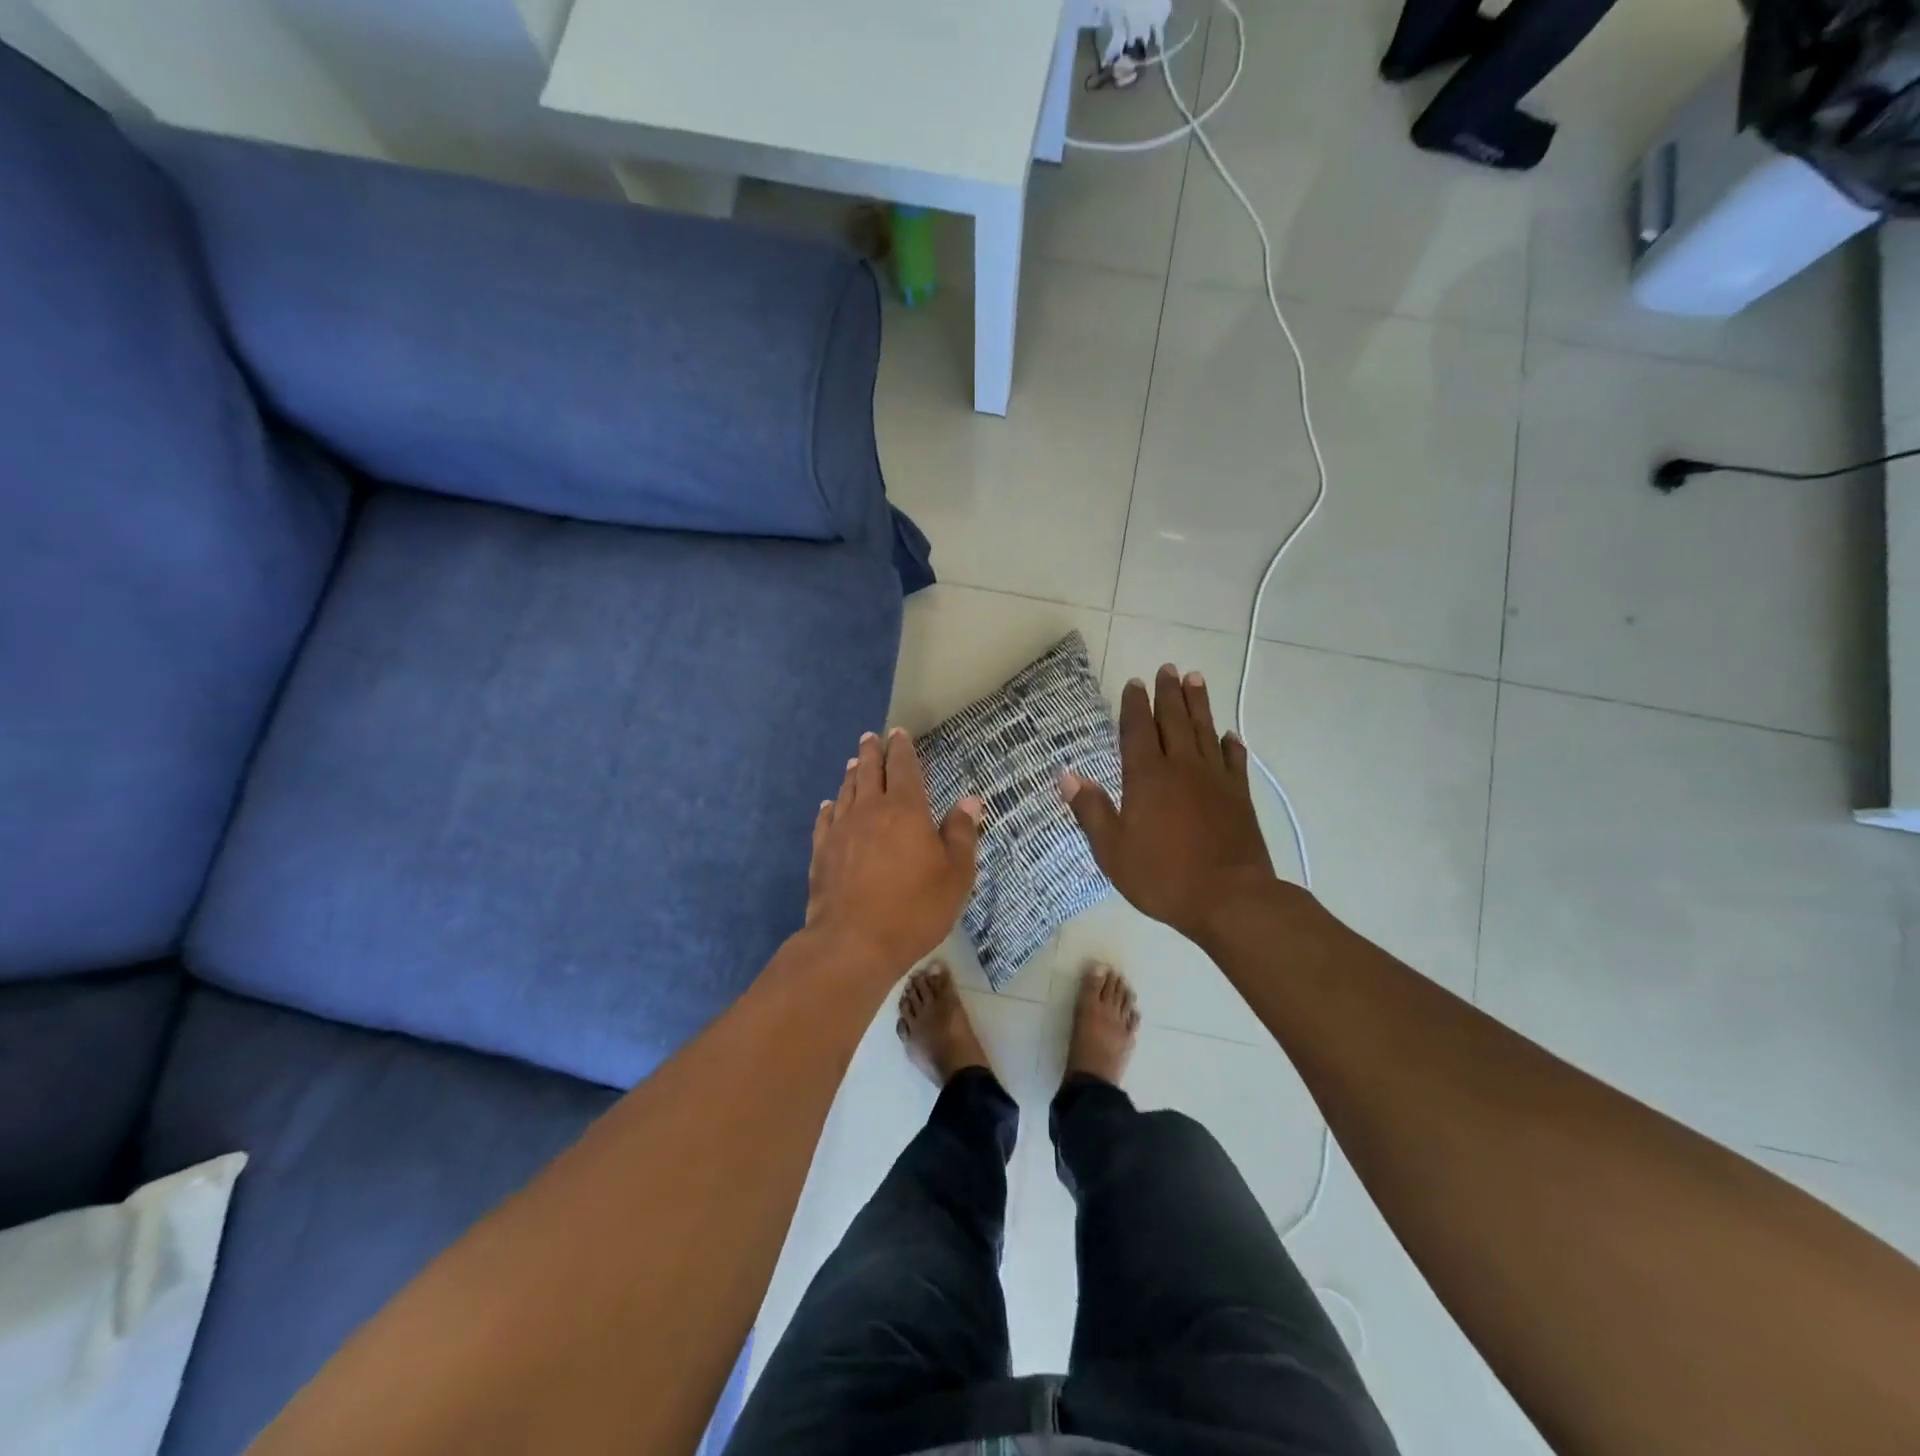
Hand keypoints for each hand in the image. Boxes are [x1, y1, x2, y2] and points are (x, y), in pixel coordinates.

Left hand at [805, 727, 983, 975]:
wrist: (853, 942)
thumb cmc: (915, 908)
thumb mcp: (955, 875)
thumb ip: (961, 834)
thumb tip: (969, 801)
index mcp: (906, 810)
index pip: (904, 768)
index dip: (902, 749)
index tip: (898, 733)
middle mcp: (870, 810)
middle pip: (870, 772)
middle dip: (872, 752)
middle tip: (871, 737)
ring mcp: (841, 830)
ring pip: (846, 791)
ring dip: (852, 774)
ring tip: (855, 762)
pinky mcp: (821, 852)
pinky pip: (825, 820)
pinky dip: (830, 807)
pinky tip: (829, 805)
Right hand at [1061, 665, 1276, 941]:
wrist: (1230, 899)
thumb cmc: (1163, 876)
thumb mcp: (1112, 850)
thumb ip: (1091, 810)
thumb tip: (1067, 775)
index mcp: (1147, 777)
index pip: (1138, 730)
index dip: (1135, 705)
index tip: (1135, 683)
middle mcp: (1182, 768)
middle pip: (1174, 721)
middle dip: (1169, 693)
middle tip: (1168, 669)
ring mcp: (1215, 780)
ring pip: (1205, 731)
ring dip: (1199, 704)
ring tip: (1196, 679)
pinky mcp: (1240, 796)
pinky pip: (1235, 760)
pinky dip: (1230, 744)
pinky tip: (1229, 734)